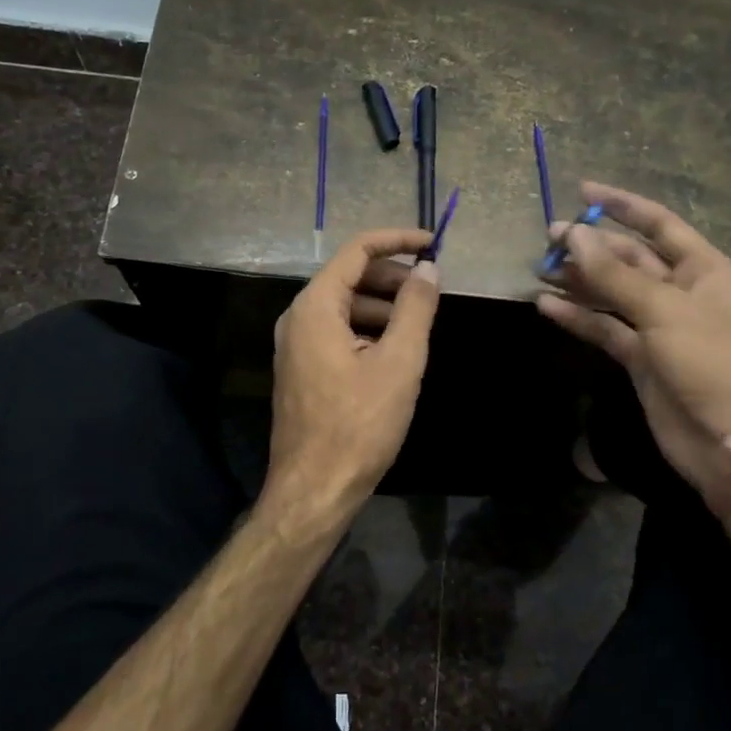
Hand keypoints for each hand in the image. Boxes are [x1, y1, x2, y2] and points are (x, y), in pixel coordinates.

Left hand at [265, 229, 441, 537]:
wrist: (314, 489)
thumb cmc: (359, 424)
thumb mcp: (399, 362)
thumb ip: (415, 308)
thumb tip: (429, 269)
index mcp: (315, 307)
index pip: (357, 251)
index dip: (397, 241)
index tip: (434, 244)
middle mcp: (298, 318)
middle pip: (349, 277)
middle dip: (393, 277)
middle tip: (432, 289)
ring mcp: (296, 345)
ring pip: (344, 307)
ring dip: (383, 306)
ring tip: (420, 322)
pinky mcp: (302, 370)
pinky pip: (337, 332)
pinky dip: (368, 330)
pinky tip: (395, 352)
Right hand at [537, 181, 730, 516]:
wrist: (728, 440)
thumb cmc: (708, 361)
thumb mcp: (662, 309)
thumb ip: (614, 274)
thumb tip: (573, 235)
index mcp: (702, 269)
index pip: (659, 224)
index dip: (622, 205)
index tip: (583, 191)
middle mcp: (680, 291)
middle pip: (629, 258)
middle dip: (590, 246)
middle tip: (549, 238)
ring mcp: (658, 325)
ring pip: (612, 292)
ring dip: (579, 280)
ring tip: (540, 268)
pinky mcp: (640, 356)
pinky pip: (604, 326)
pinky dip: (578, 316)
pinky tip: (546, 306)